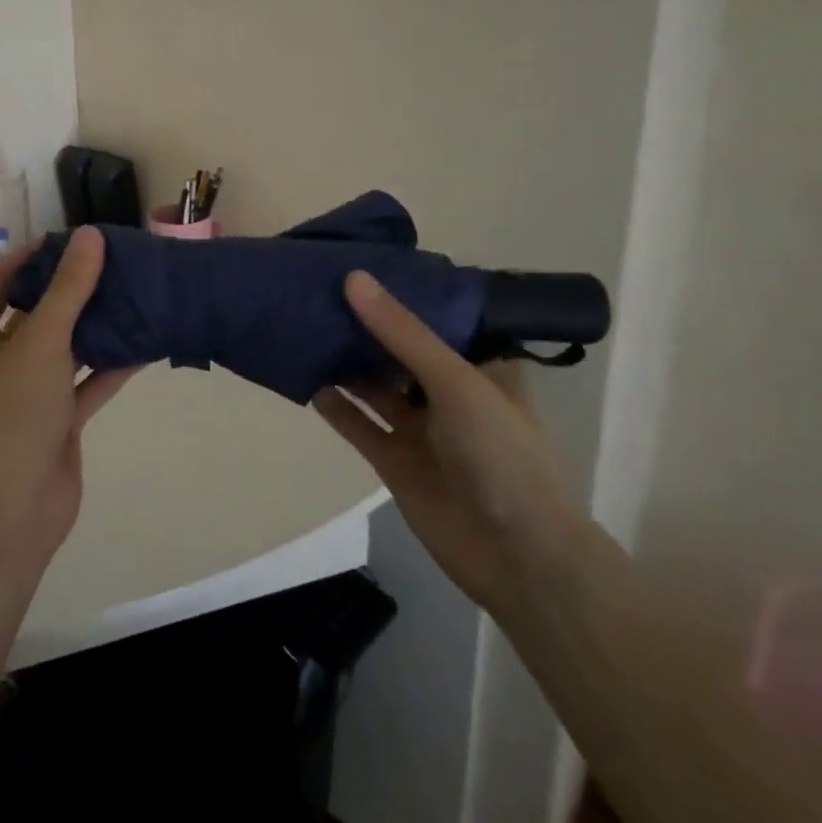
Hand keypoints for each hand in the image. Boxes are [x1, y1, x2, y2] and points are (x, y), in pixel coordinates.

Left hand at [0, 228, 138, 566]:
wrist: (15, 510)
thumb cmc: (13, 415)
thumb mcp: (40, 342)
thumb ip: (68, 290)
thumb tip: (89, 235)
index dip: (30, 256)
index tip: (70, 238)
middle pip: (34, 311)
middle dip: (69, 288)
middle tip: (110, 260)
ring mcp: (29, 391)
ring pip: (65, 346)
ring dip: (94, 324)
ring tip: (132, 291)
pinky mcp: (58, 418)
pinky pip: (86, 381)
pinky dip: (111, 364)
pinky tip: (145, 342)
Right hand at [313, 271, 586, 615]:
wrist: (517, 557)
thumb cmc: (501, 453)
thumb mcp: (455, 380)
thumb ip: (402, 332)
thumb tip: (353, 278)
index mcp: (480, 366)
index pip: (437, 318)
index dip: (401, 294)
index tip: (360, 265)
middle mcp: (449, 393)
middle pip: (399, 351)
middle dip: (365, 326)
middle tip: (319, 289)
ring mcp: (421, 429)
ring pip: (375, 386)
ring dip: (345, 363)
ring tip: (304, 327)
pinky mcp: (395, 461)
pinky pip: (359, 425)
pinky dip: (335, 406)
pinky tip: (306, 381)